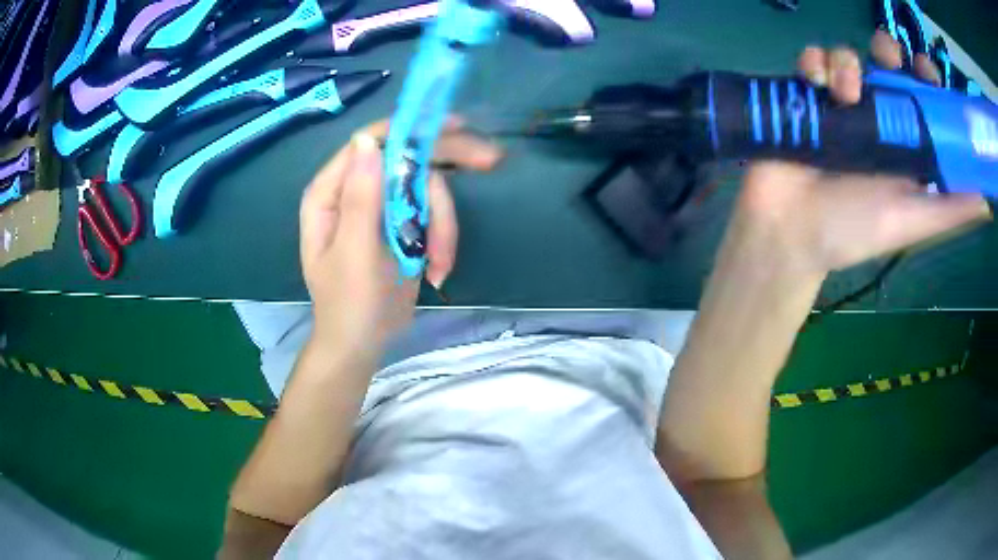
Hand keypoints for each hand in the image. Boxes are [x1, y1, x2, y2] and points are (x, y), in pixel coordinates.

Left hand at [300, 119, 501, 352]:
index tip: (455, 124)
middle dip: (448, 165)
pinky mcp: (403, 224)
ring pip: (427, 190)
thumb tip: (367, 142)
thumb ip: (360, 199)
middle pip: (406, 157)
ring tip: (440, 265)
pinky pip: (433, 215)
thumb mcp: (354, 254)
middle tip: (492, 159)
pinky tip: (438, 270)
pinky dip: (443, 241)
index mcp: (332, 192)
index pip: (370, 143)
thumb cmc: (349, 304)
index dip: (409, 128)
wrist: (363, 344)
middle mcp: (356, 190)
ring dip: (444, 226)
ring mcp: (382, 207)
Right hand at [735, 31, 991, 275]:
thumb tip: (986, 199)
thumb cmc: (853, 230)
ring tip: (843, 93)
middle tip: (887, 58)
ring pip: (849, 56)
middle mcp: (876, 119)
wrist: (788, 231)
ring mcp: (839, 105)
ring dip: (847, 62)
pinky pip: (811, 60)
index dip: (927, 79)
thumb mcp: (911, 223)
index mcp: (903, 146)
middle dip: (888, 52)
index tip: (926, 71)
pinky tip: (815, 83)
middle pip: (887, 66)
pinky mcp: (805, 96)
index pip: (922, 101)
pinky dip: (813, 62)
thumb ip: (949, 209)